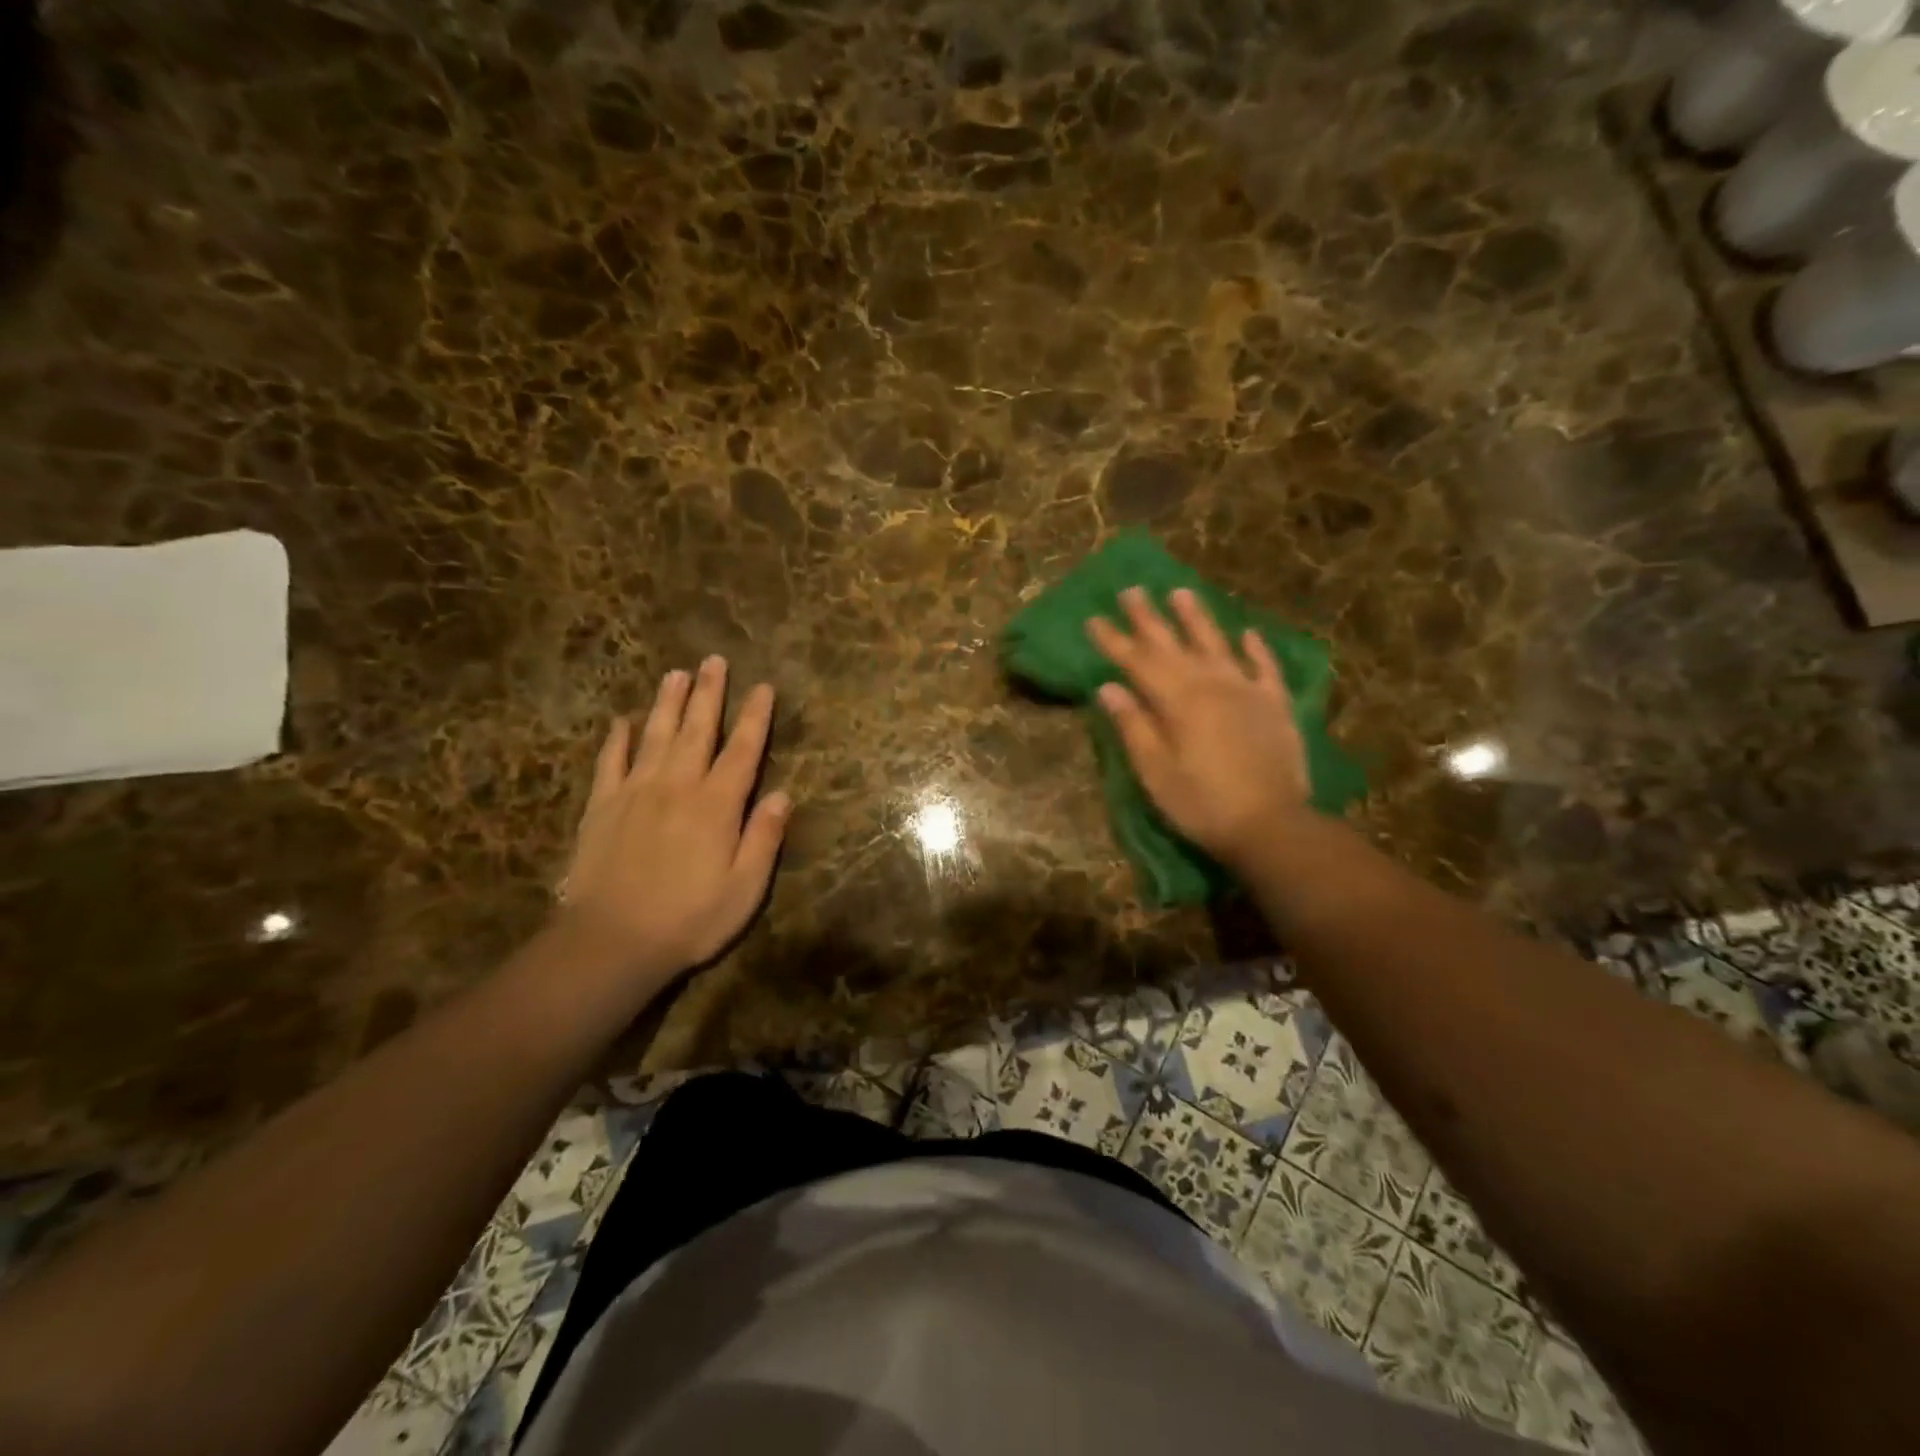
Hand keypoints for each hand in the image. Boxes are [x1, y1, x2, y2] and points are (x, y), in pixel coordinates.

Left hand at [558, 657, 790, 988]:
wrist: (610, 943)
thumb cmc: (689, 919)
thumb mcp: (745, 888)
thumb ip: (764, 837)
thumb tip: (783, 794)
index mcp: (717, 805)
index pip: (742, 750)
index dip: (754, 717)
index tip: (763, 687)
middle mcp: (677, 786)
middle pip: (696, 730)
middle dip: (708, 693)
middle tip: (713, 661)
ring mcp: (635, 792)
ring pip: (654, 735)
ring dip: (667, 702)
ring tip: (675, 673)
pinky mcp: (601, 807)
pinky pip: (610, 762)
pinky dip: (616, 738)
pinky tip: (621, 721)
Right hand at [1087, 587, 1309, 871]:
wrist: (1272, 826)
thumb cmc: (1202, 804)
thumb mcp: (1156, 772)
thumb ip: (1134, 726)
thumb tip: (1109, 688)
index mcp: (1178, 702)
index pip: (1138, 662)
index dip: (1115, 641)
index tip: (1094, 619)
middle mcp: (1212, 685)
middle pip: (1174, 645)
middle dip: (1149, 618)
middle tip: (1132, 590)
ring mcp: (1248, 691)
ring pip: (1218, 645)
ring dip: (1198, 618)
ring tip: (1182, 592)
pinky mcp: (1276, 706)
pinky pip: (1265, 668)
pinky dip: (1257, 649)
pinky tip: (1249, 633)